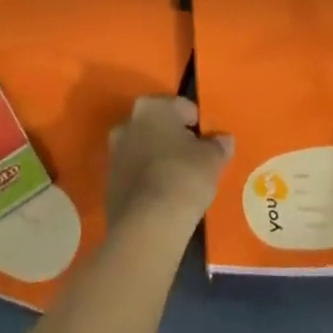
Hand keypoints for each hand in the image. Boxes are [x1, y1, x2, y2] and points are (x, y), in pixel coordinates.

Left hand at [106, 96, 232, 238]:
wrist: (147, 226)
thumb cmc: (183, 178)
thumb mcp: (212, 160)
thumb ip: (218, 145)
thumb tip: (223, 140)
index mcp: (152, 106)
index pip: (183, 107)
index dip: (199, 125)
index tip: (209, 145)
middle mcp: (128, 122)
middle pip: (160, 126)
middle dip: (175, 139)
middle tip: (195, 161)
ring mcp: (114, 152)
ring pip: (145, 149)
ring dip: (159, 159)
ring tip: (180, 182)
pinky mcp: (108, 183)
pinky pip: (135, 173)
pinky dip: (148, 180)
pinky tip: (163, 198)